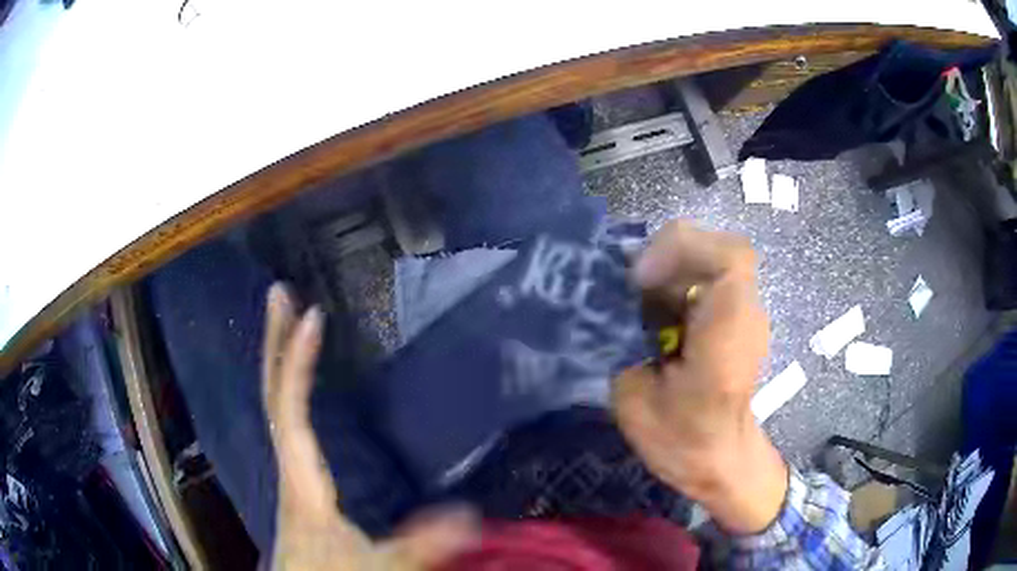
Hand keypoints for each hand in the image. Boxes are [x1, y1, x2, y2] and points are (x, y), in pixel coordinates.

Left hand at [261, 284, 477, 569]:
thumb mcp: (379, 563)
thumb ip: (419, 543)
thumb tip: (471, 514)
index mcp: (303, 479)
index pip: (292, 410)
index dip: (299, 361)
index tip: (314, 314)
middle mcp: (288, 463)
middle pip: (273, 394)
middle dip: (275, 341)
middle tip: (279, 291)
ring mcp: (289, 469)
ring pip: (276, 404)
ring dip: (278, 358)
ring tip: (286, 319)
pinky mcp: (296, 477)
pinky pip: (287, 420)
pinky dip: (289, 387)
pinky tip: (297, 381)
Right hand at [612, 221, 787, 533]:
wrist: (720, 459)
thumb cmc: (679, 442)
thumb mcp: (633, 398)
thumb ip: (619, 342)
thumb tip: (603, 302)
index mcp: (727, 339)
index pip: (730, 258)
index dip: (680, 250)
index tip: (639, 280)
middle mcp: (746, 316)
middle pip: (715, 248)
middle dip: (665, 257)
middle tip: (629, 288)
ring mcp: (746, 313)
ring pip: (709, 259)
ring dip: (669, 269)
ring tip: (639, 301)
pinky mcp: (736, 316)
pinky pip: (707, 278)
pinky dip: (676, 282)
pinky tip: (656, 313)